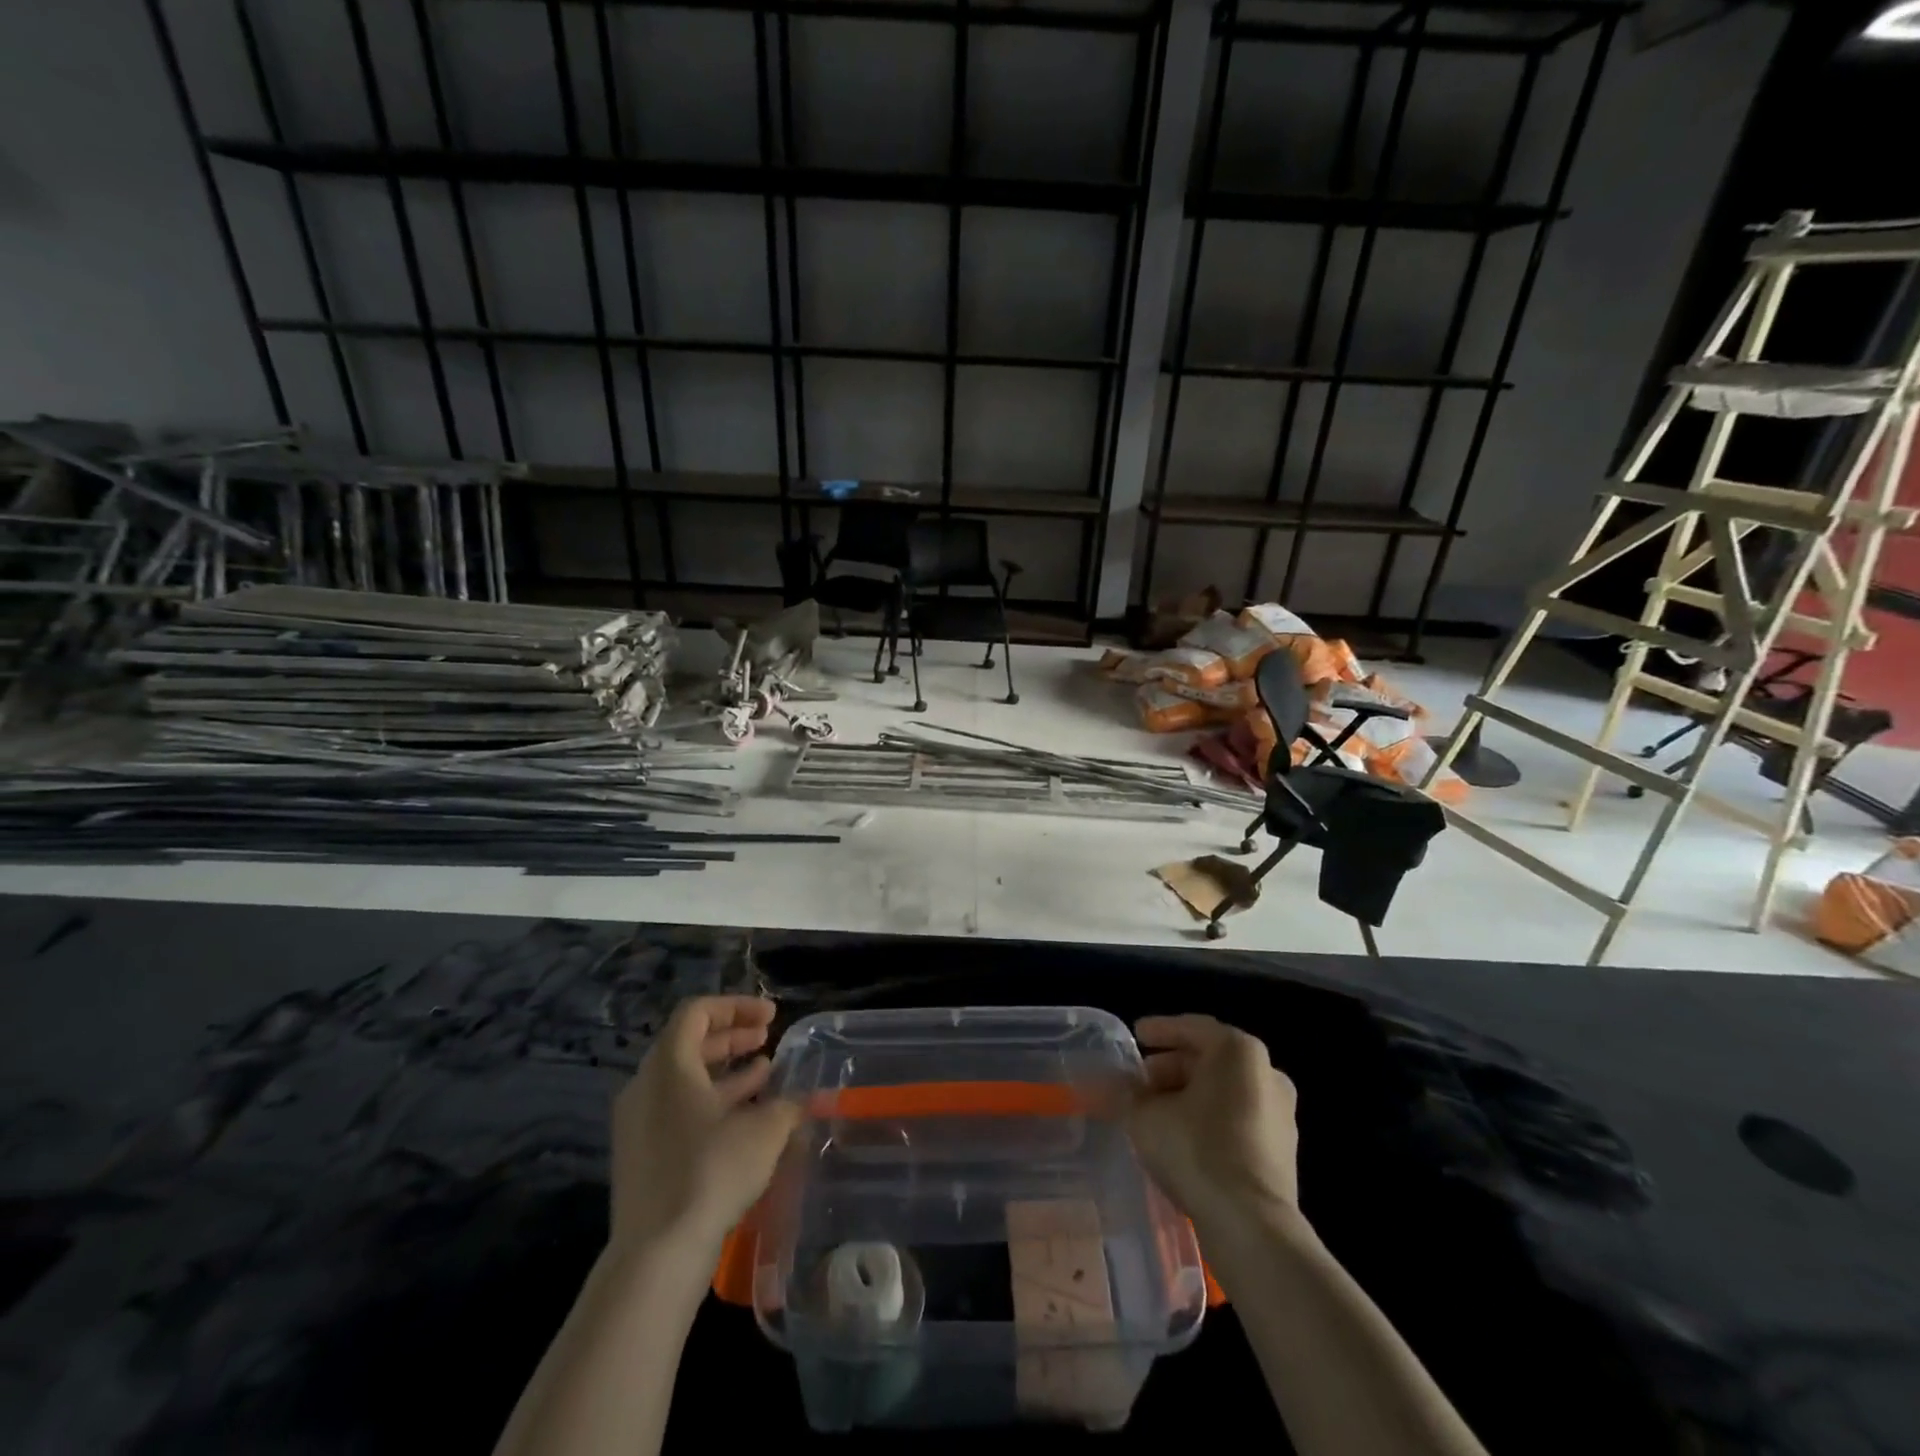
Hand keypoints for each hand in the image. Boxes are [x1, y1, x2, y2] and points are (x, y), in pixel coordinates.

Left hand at [609, 996, 800, 1257]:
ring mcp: (639, 1123)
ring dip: (727, 1071)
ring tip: (766, 1072)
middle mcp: (646, 1086)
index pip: (697, 1012)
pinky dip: (713, 1103)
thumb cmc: (710, 1171)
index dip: (737, 1006)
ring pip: (685, 1079)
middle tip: (768, 1037)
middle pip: (689, 1043)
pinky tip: (747, 1118)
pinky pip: (679, 1110)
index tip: (771, 1017)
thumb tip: (803, 1097)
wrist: (656, 1254)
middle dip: (733, 1037)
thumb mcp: (764, 1130)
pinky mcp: (642, 1156)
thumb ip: (787, 1104)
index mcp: (668, 1065)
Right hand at [1126, 1015, 1299, 1236]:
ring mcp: (1280, 1113)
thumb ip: (1129, 1093)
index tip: (1136, 1035)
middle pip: (1210, 1059)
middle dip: (1171, 1067)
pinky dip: (1209, 1118)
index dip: (1159, 1030)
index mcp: (1238, 1051)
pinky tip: (1182, 1136)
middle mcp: (1267, 1073)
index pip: (1192, 1028)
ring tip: (1156, 1110)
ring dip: (1189, 1094)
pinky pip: (1237, 1118)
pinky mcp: (1282, 1149)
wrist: (1251, 1225)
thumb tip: (1120, 1087)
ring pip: (1224, 1090)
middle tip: (1140, 1080)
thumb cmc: (1196, 1150)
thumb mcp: (1145, 1115)